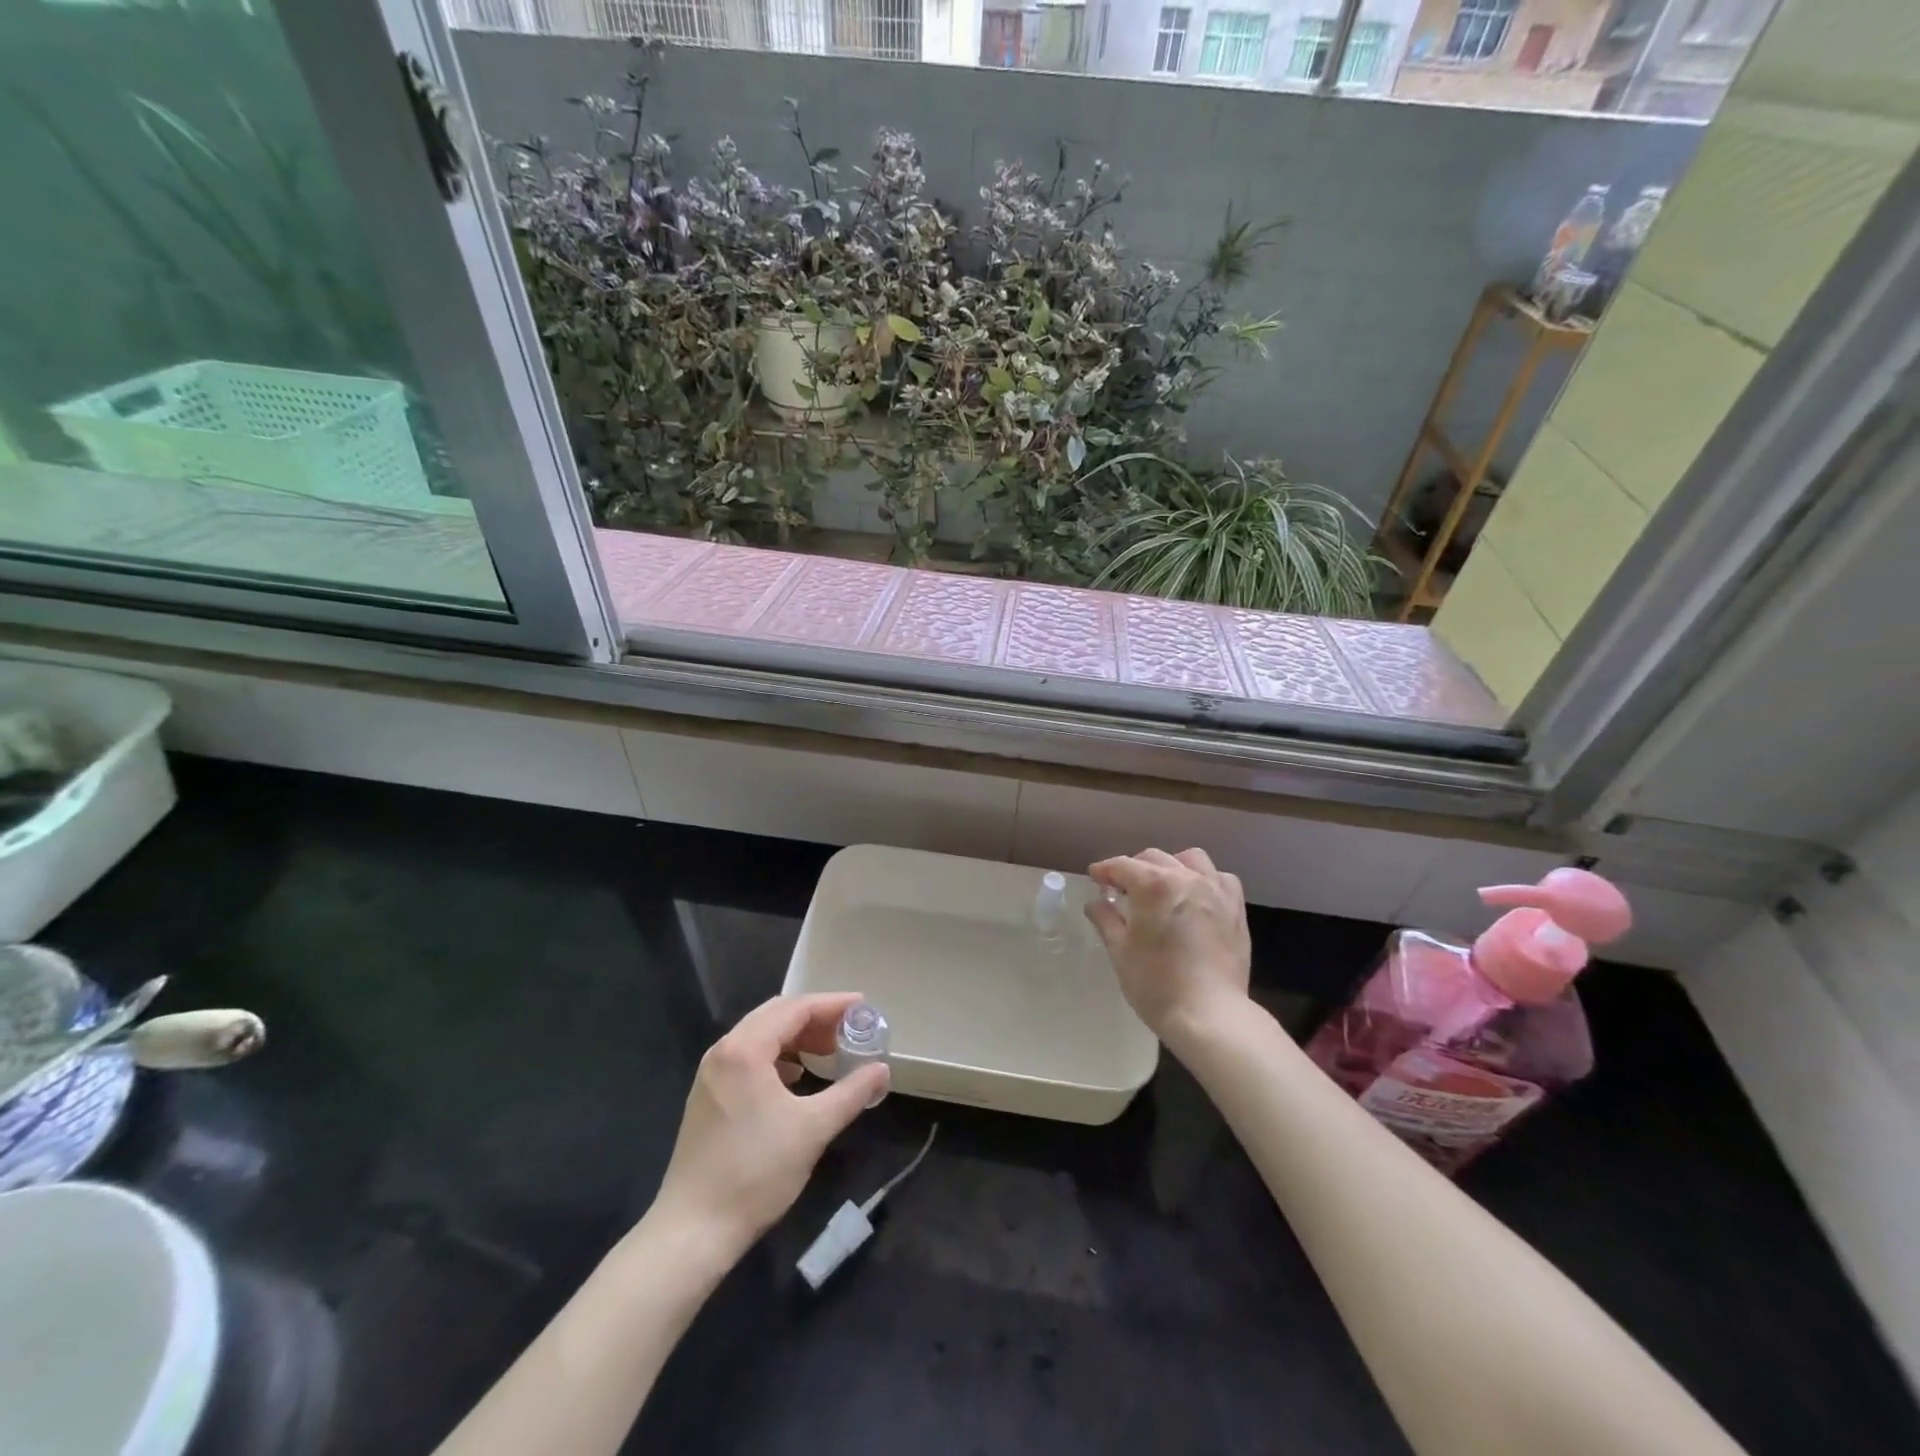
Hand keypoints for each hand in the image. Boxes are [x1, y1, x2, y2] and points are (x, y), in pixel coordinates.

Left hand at [652, 993, 889, 1259]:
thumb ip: (851, 1092)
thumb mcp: (813, 1129)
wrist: (693, 1230)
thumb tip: (882, 1070)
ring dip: (796, 1037)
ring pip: (760, 1035)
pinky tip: (795, 1078)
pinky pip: (747, 1057)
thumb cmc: (756, 1172)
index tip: (863, 1007)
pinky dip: (777, 1056)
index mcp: (746, 1049)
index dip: (833, 1004)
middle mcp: (724, 1051)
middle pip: (776, 1015)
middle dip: (816, 1018)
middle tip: (849, 1030)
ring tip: (828, 1052)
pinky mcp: (707, 1096)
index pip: (796, 1008)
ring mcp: (711, 1073)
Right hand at [1086, 848, 1251, 1046]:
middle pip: (1154, 858)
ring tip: (1162, 887)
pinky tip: (1197, 898)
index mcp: (1153, 885)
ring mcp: (1215, 891)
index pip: (1122, 865)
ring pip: (1190, 859)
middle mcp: (1186, 878)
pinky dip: (1205, 880)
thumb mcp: (1120, 951)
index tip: (1095, 878)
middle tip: (1121, 889)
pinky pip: (1220, 878)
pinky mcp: (1235, 909)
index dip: (1105, 870)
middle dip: (1133, 868)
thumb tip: (1095, 904)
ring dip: (1171, 866)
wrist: (1209, 1015)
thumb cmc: (1156, 984)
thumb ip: (1106, 920)